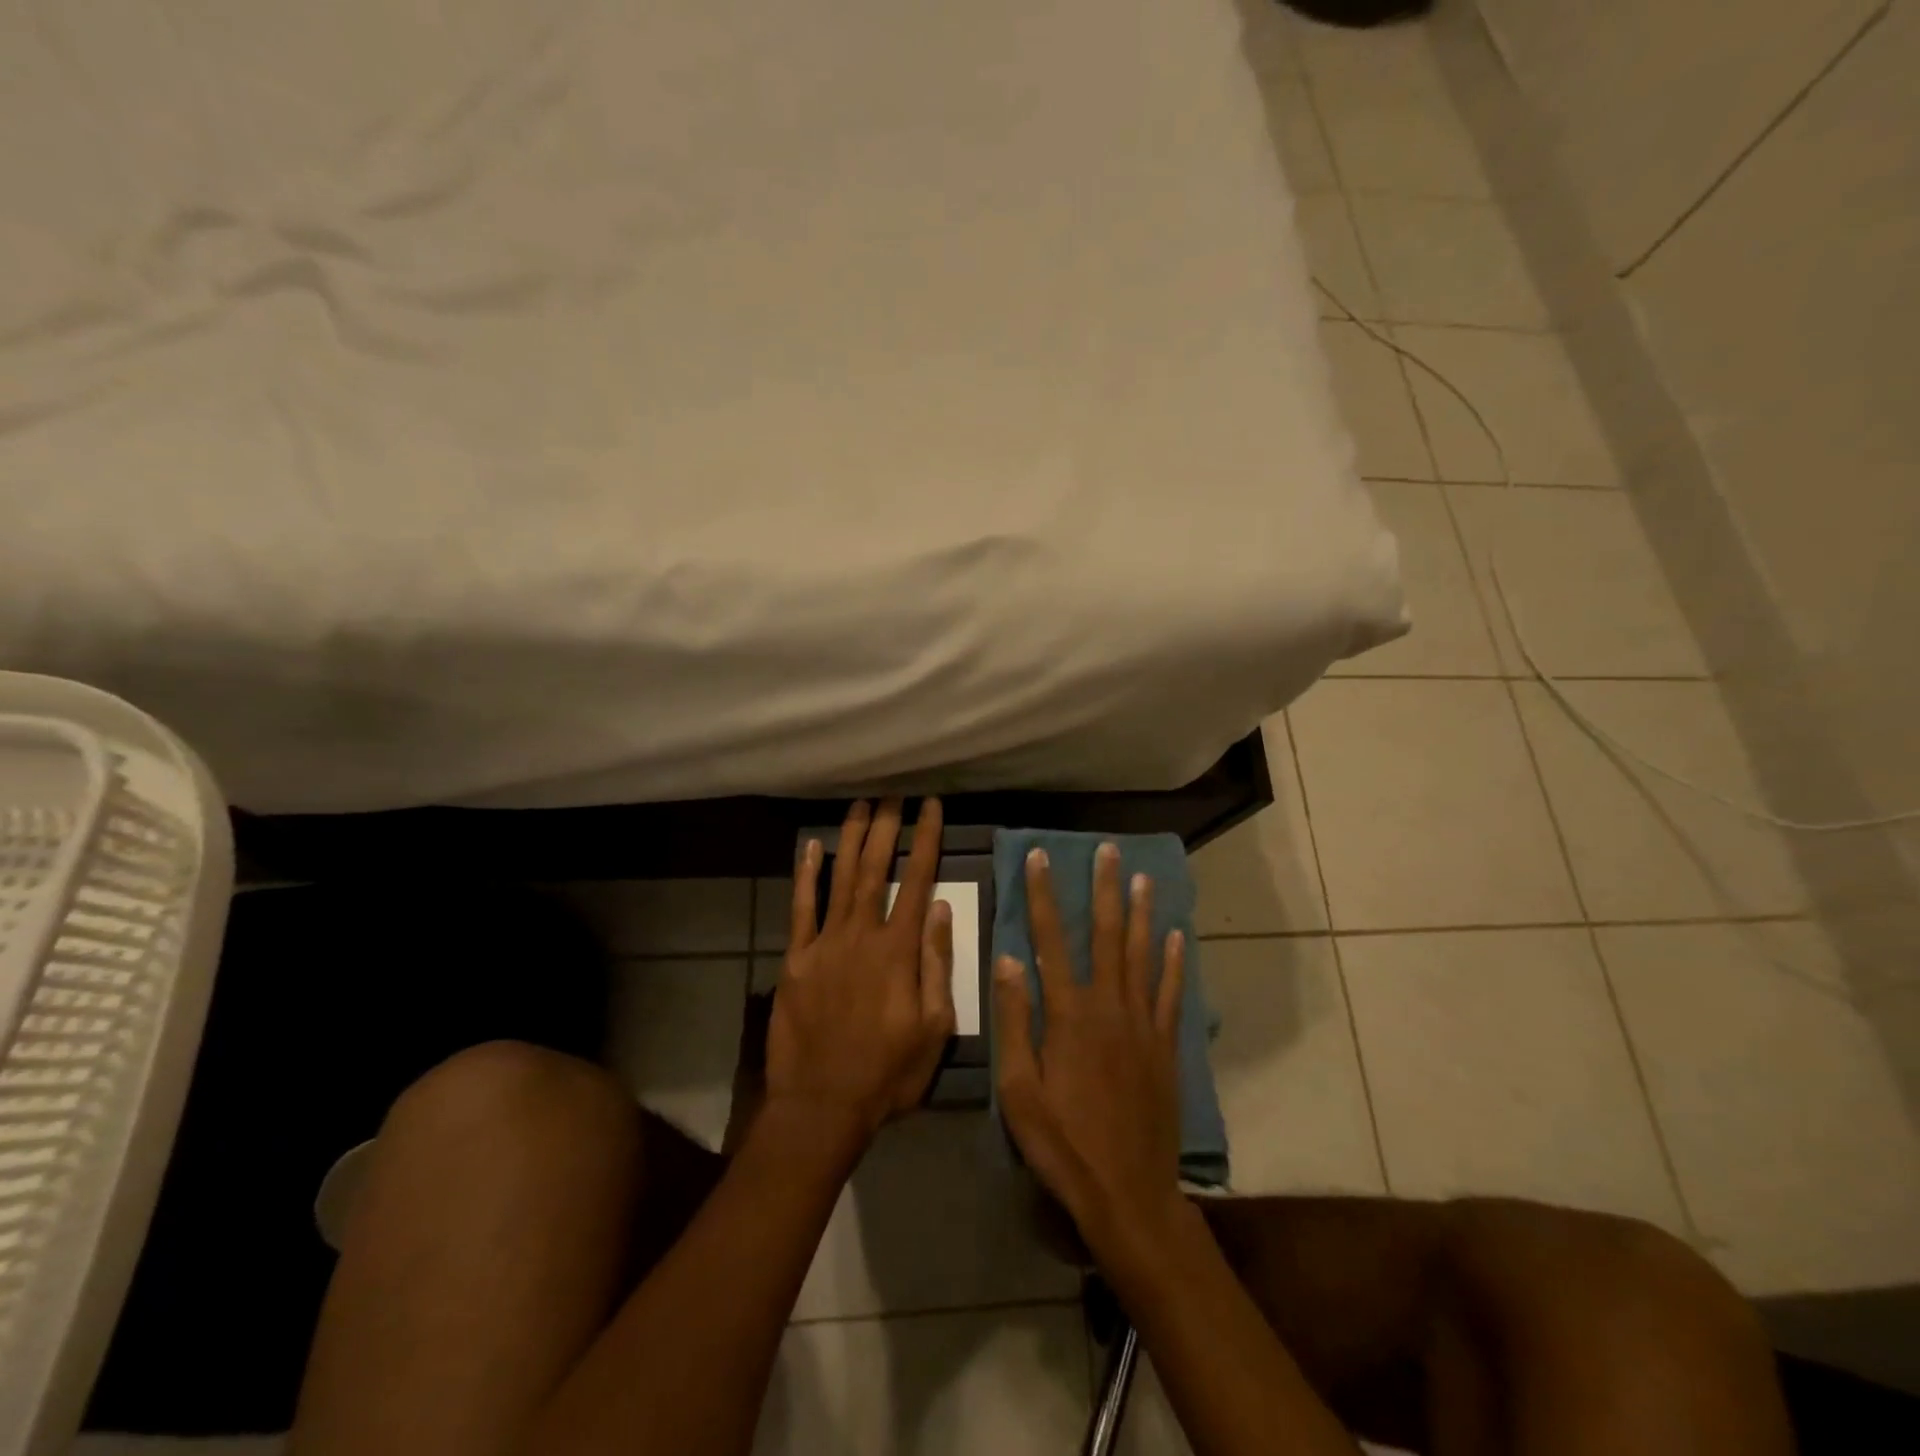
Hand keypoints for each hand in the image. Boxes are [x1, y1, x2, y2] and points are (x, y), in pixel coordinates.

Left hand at [767, 798, 955, 1140]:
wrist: (821, 1106)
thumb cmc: (887, 1072)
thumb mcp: (934, 1028)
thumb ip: (937, 964)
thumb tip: (941, 908)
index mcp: (899, 951)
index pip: (917, 881)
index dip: (926, 840)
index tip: (931, 806)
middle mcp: (861, 935)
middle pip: (875, 869)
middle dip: (887, 826)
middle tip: (893, 792)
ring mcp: (824, 944)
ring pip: (840, 878)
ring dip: (851, 838)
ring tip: (861, 804)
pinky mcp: (796, 959)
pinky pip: (801, 909)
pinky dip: (806, 875)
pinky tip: (811, 847)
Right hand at [993, 843, 1187, 1257]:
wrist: (1128, 1193)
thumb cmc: (1063, 1143)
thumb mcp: (1019, 1089)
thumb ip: (1015, 1020)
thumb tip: (1009, 959)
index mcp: (1069, 1014)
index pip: (1050, 940)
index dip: (1044, 896)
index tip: (1040, 857)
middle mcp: (1109, 1006)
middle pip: (1107, 936)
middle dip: (1104, 890)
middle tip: (1108, 851)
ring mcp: (1143, 1025)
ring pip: (1143, 955)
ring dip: (1142, 913)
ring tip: (1143, 877)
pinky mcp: (1166, 1047)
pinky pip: (1171, 994)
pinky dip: (1174, 962)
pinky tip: (1177, 937)